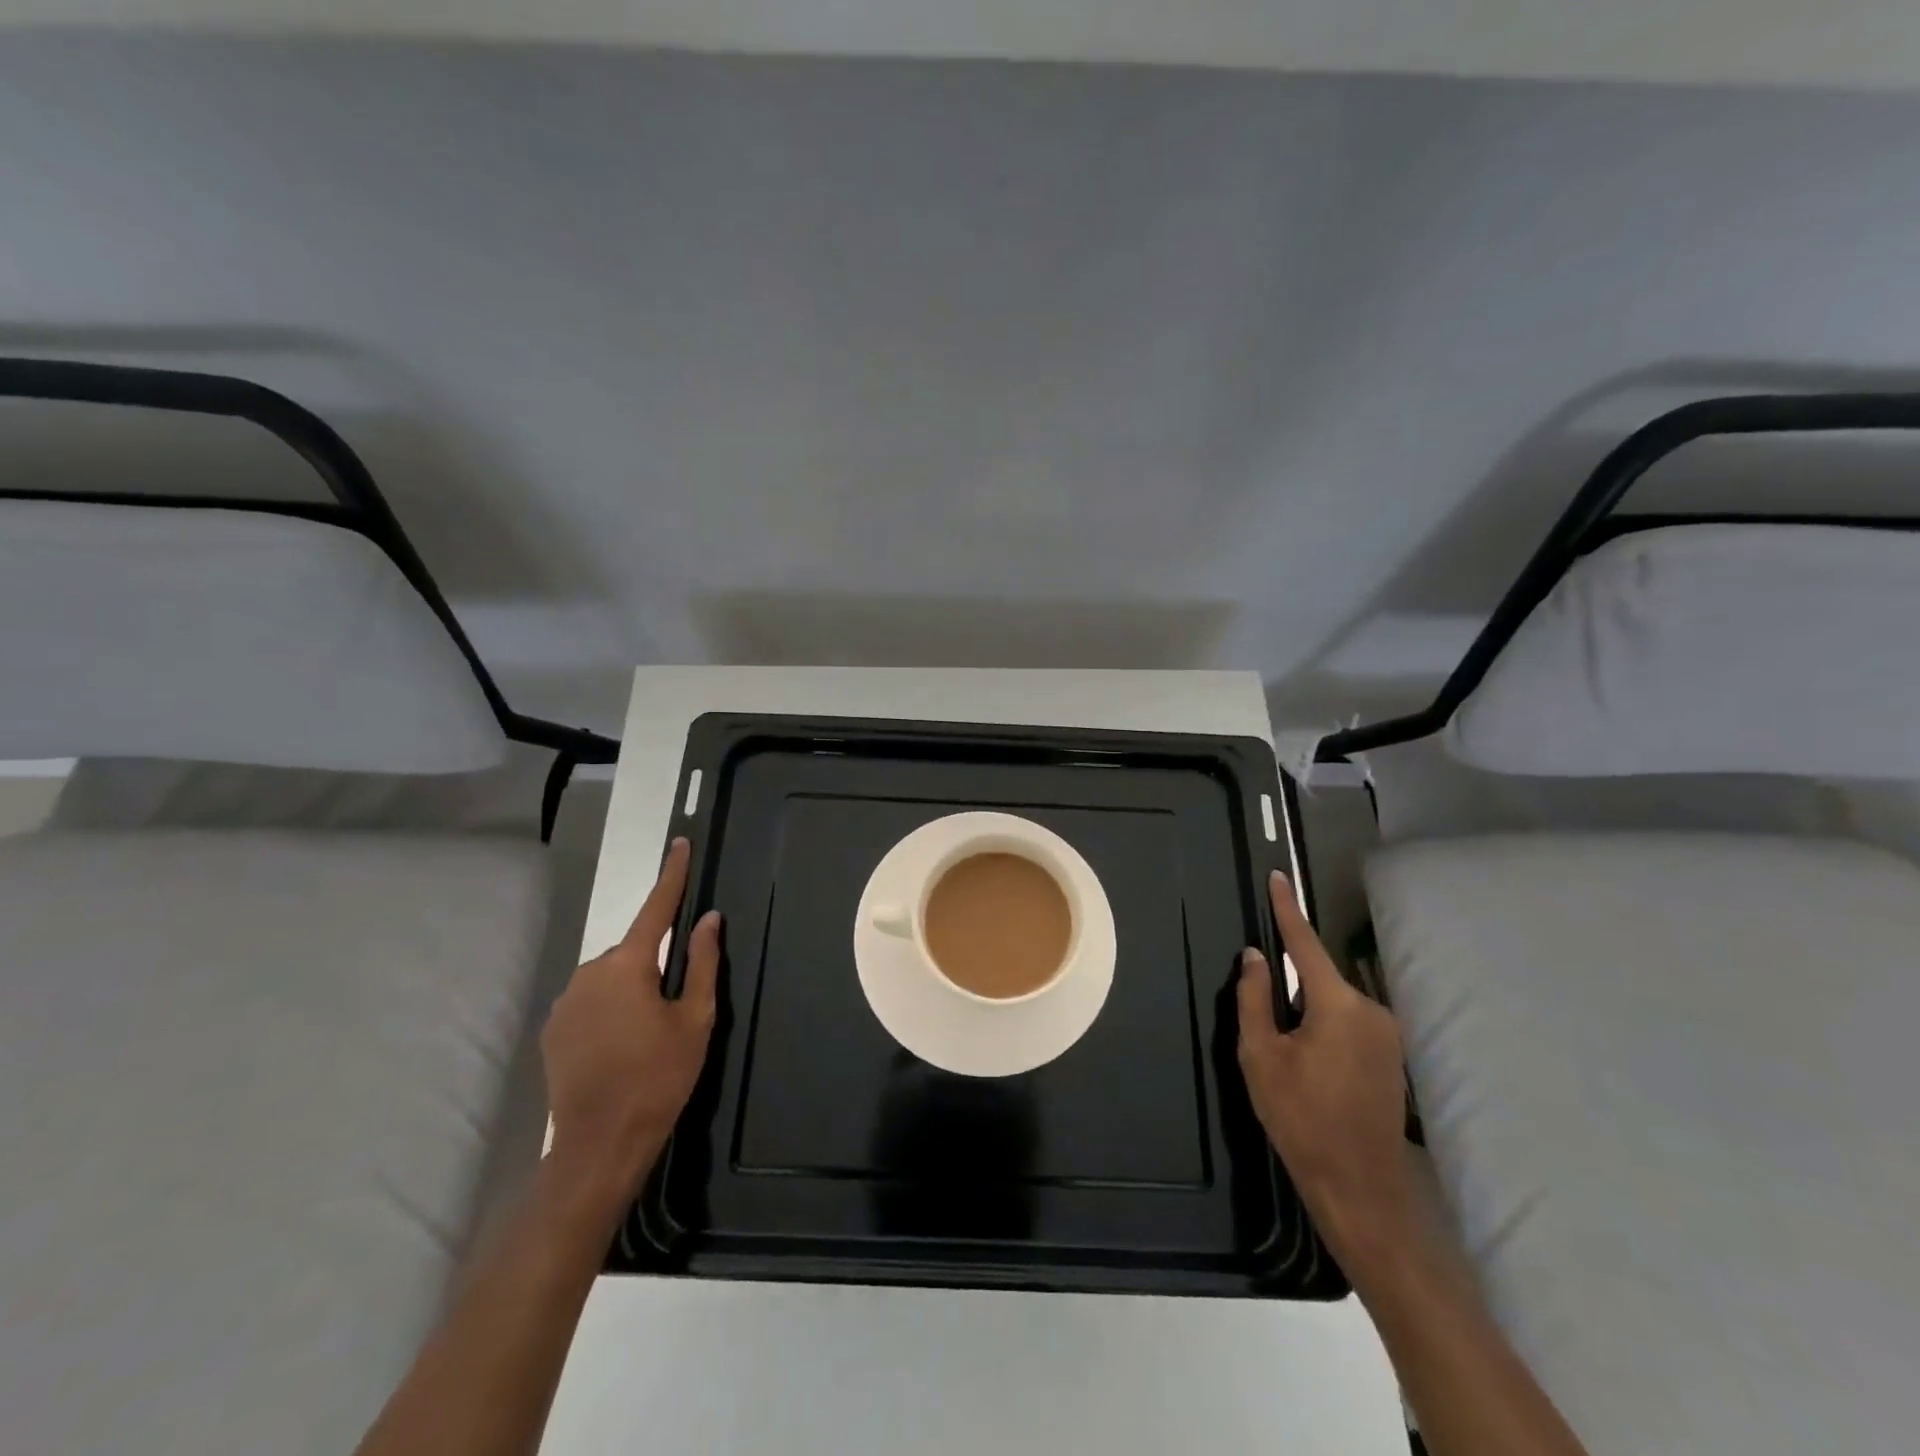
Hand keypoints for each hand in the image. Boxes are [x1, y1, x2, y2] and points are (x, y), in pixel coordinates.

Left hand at [541, 838, 720, 1195]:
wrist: (599, 1145)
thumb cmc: (659, 1077)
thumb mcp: (696, 1019)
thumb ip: (703, 963)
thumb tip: (709, 919)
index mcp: (628, 965)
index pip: (656, 908)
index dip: (672, 876)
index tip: (680, 844)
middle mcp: (590, 972)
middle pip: (634, 951)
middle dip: (655, 965)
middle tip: (675, 1009)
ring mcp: (566, 1000)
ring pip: (612, 977)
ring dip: (632, 990)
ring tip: (647, 1037)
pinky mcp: (553, 1028)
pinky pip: (590, 1001)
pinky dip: (609, 1010)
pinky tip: (620, 1047)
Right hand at [1238, 870, 1418, 1267]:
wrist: (1360, 1187)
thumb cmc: (1300, 1117)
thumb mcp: (1260, 1055)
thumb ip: (1254, 998)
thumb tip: (1255, 957)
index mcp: (1337, 1004)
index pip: (1305, 943)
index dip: (1287, 909)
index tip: (1279, 877)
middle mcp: (1370, 1009)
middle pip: (1318, 978)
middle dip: (1290, 989)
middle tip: (1268, 1031)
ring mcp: (1388, 1034)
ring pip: (1333, 1003)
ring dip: (1307, 1013)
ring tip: (1289, 1058)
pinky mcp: (1393, 1056)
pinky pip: (1349, 1022)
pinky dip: (1325, 1028)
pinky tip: (1312, 1067)